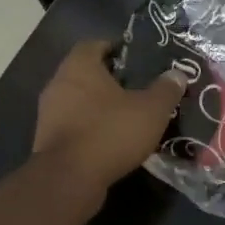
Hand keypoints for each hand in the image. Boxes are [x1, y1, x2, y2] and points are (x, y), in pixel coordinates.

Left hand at [33, 40, 186, 197]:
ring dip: (100, 106)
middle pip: (86, 73)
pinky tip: (112, 140)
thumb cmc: (109, 132)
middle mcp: (58, 83)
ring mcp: (49, 113)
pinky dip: (91, 128)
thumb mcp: (150, 110)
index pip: (94, 44)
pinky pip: (74, 125)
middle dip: (110, 79)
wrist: (69, 179)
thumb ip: (165, 90)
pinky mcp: (47, 140)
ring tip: (128, 116)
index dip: (116, 48)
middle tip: (138, 88)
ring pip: (79, 101)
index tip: (137, 59)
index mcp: (79, 66)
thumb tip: (177, 74)